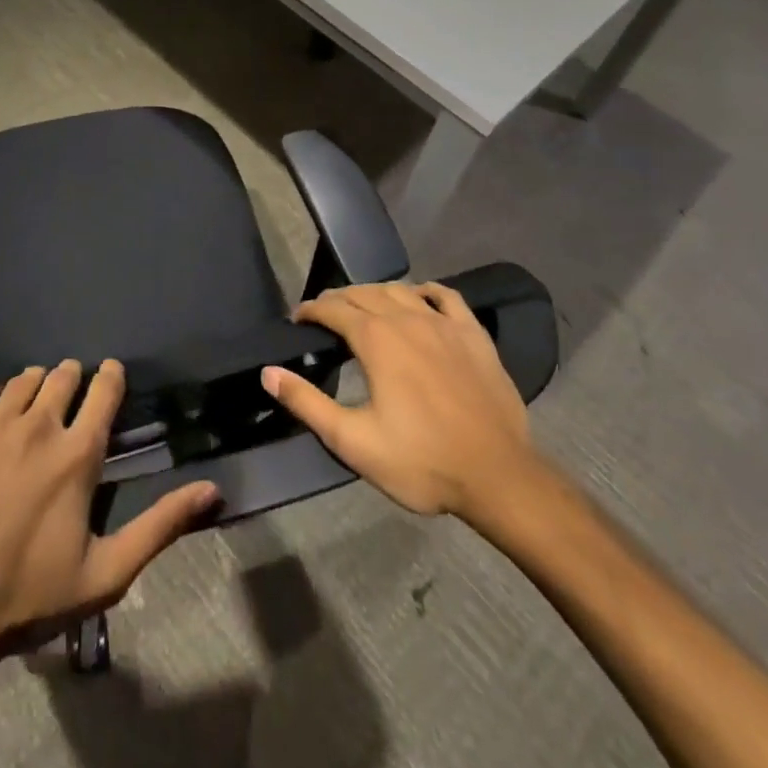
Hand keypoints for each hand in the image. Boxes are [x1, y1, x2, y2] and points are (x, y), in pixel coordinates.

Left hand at [0, 359, 217, 662]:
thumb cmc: (27, 595)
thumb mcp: (105, 575)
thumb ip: (160, 527)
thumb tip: (212, 490)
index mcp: (77, 454)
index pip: (104, 391)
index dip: (112, 376)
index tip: (112, 373)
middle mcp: (38, 425)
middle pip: (62, 376)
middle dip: (72, 377)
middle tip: (71, 390)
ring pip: (21, 380)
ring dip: (34, 384)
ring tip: (33, 401)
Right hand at [262, 282, 534, 518]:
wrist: (498, 477)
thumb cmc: (421, 462)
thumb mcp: (353, 442)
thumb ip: (307, 403)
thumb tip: (269, 373)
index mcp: (376, 340)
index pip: (333, 309)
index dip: (311, 310)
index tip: (297, 319)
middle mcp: (407, 319)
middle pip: (364, 293)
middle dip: (338, 298)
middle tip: (324, 314)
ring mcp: (444, 323)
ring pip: (401, 290)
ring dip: (375, 292)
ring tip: (363, 306)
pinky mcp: (473, 334)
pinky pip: (446, 296)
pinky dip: (425, 291)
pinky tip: (419, 298)